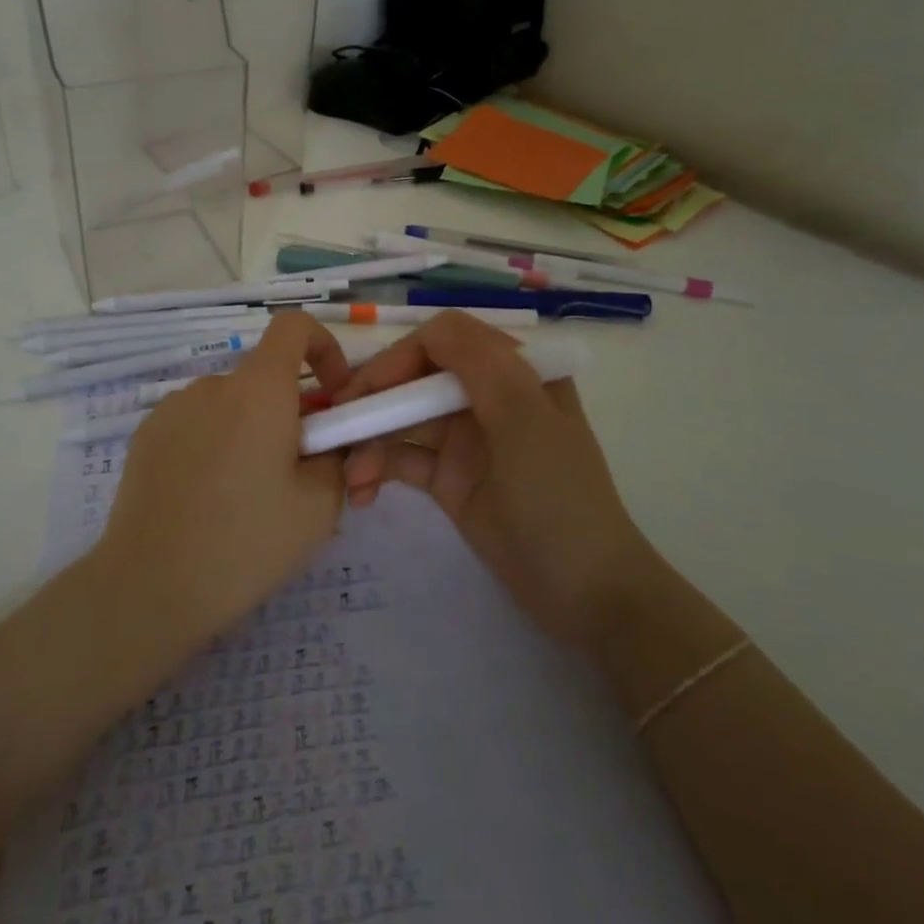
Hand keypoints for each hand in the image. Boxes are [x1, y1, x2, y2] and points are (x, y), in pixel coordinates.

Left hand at [93, 313, 351, 649]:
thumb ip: (337, 457)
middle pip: (265, 377)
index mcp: (259, 389)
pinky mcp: (146, 434)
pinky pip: (196, 423)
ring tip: (247, 497)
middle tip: (295, 474)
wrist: (149, 587)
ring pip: (231, 404)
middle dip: (290, 411)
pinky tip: (205, 499)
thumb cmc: (244, 543)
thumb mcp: (319, 507)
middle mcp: (214, 384)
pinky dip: (214, 443)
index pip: (293, 325)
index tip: (333, 395)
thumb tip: (328, 442)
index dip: (323, 347)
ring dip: (250, 430)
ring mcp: (173, 407)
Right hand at [337, 311, 650, 645]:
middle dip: (373, 399)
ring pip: (402, 419)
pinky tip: (360, 494)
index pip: (443, 339)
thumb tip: (428, 328)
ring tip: (348, 478)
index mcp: (513, 370)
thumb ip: (481, 365)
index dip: (400, 356)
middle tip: (335, 429)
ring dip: (369, 440)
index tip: (367, 390)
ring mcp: (465, 438)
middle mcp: (485, 395)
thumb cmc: (560, 499)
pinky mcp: (448, 478)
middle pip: (414, 376)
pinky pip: (402, 459)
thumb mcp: (526, 421)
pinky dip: (377, 469)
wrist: (587, 595)